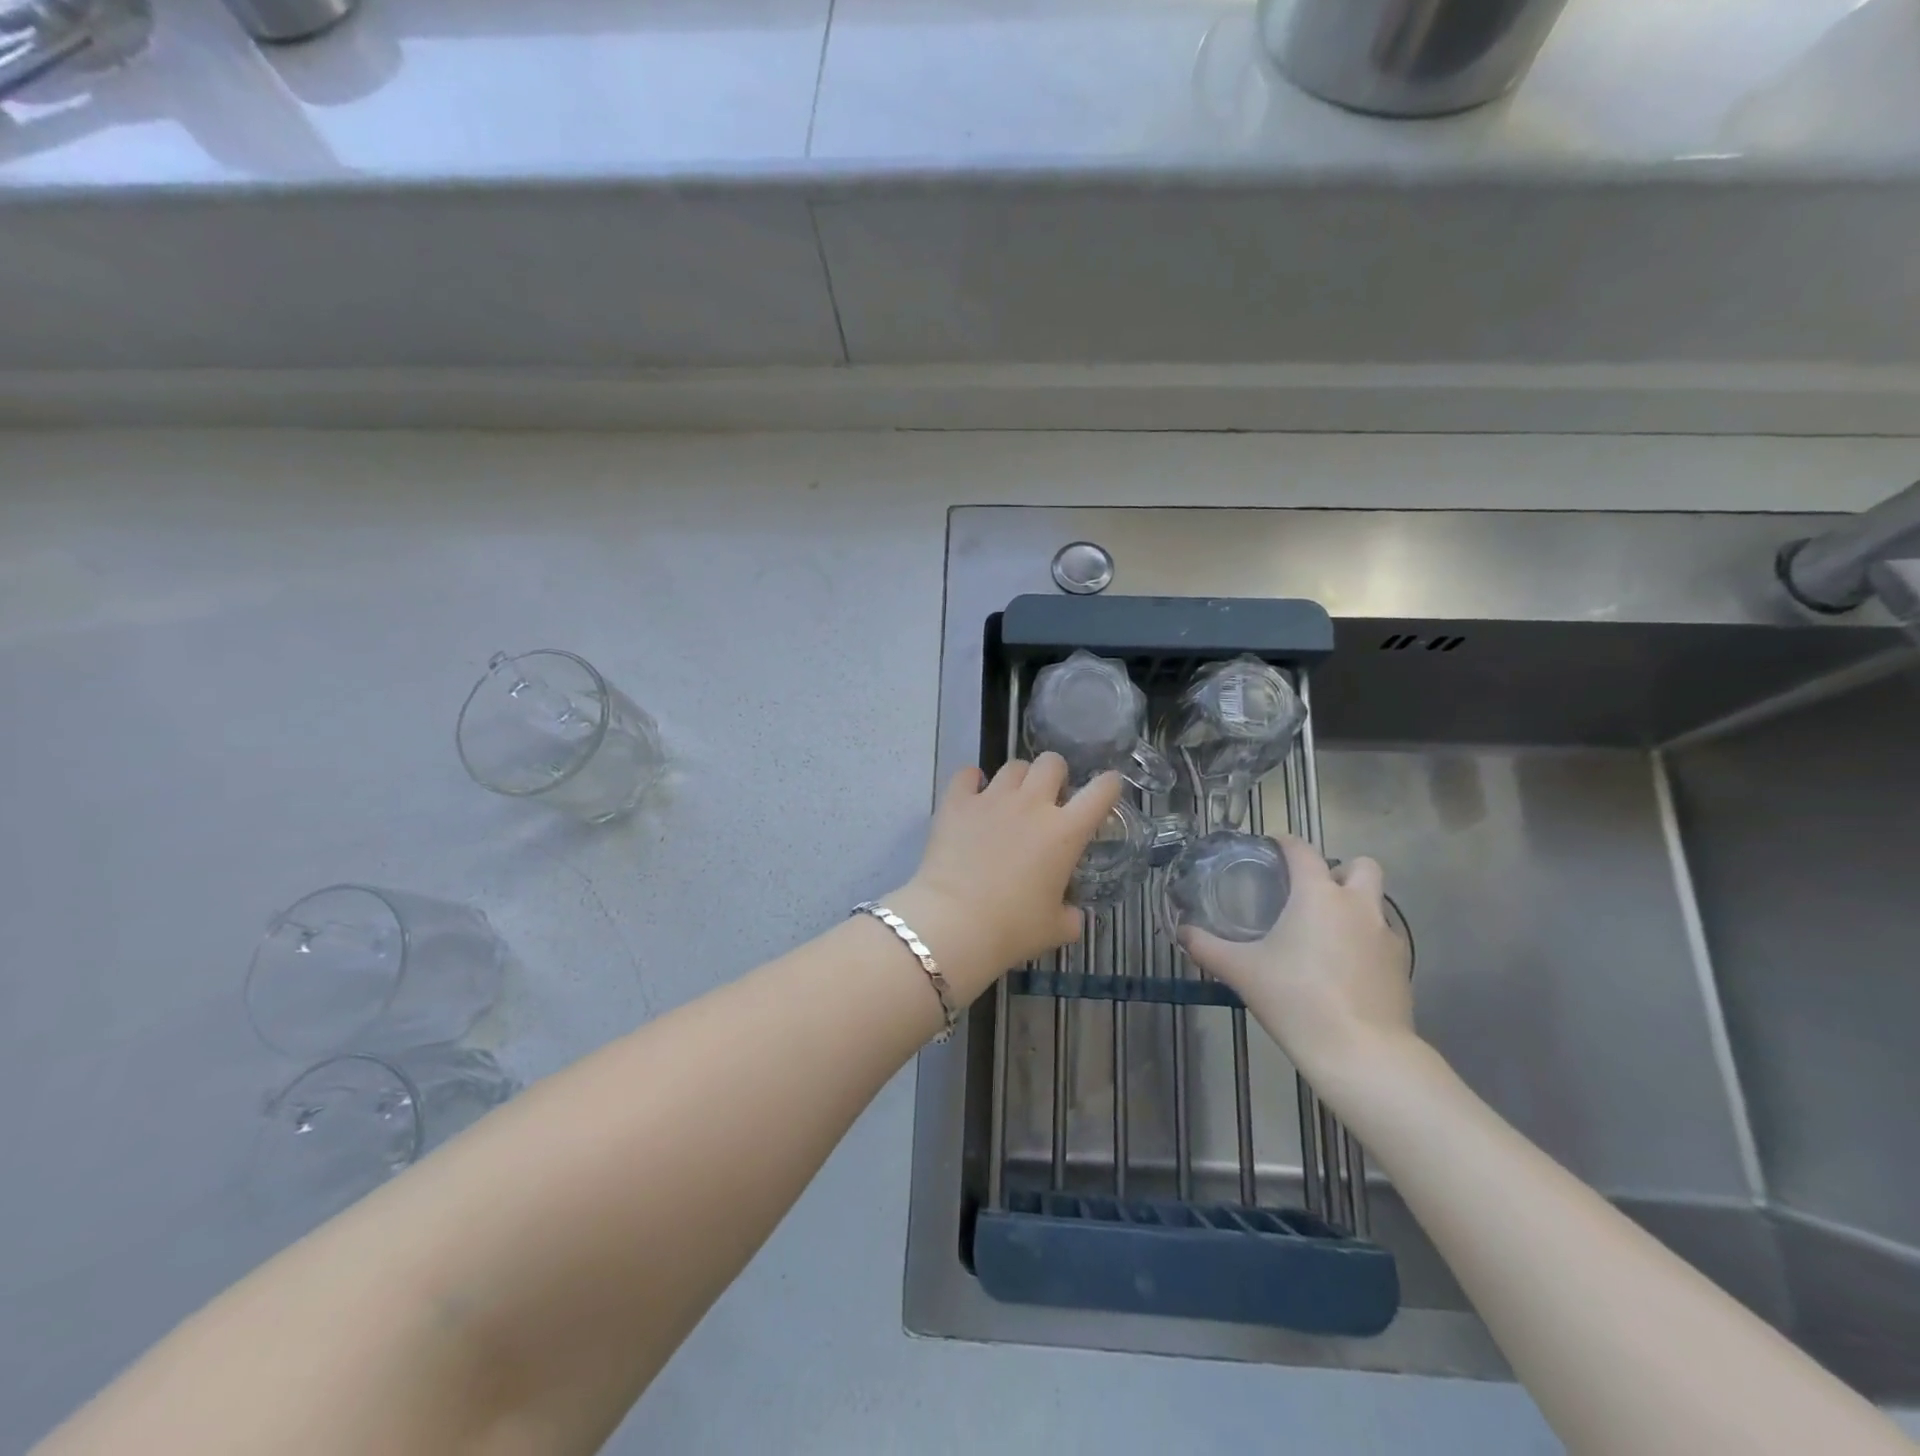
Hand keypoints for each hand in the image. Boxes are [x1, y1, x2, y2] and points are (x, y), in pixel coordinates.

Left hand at [888, 755, 1121, 1003]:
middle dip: (1055, 774)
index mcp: (1066, 832)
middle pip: (1053, 762)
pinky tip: (972, 795)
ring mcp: (992, 799)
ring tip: (1010, 799)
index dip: (1109, 785)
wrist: (954, 924)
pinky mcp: (956, 802)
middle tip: (1048, 798)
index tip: (1106, 790)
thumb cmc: (1012, 929)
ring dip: (1018, 779)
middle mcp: (1032, 804)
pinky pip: (967, 774)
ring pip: (1013, 766)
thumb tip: (1072, 915)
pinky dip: (971, 781)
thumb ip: (1070, 916)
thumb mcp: (1055, 929)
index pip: (1101, 791)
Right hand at [1181, 836, 1414, 1085]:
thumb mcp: (1241, 972)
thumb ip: (1207, 948)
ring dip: (1355, 905)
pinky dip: (1365, 940)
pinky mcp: (1402, 967)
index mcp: (1318, 895)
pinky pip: (1384, 938)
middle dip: (1339, 870)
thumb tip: (1182, 933)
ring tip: (1326, 930)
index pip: (1303, 851)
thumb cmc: (1296, 999)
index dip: (1285, 842)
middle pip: (1361, 866)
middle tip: (1311, 892)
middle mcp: (1357, 905)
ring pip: (1376, 902)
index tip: (1271, 846)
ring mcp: (1386, 936)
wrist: (1361, 1052)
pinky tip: (1345, 966)